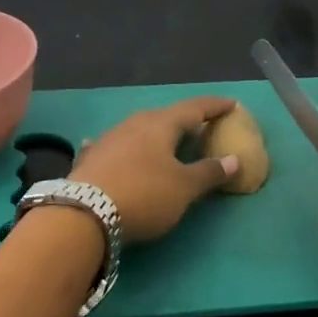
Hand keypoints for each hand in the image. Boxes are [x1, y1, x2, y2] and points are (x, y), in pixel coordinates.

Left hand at [70, 96, 240, 244]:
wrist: (83, 213)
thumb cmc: (144, 194)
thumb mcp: (184, 188)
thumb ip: (209, 172)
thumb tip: (234, 159)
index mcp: (161, 124)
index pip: (195, 108)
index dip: (215, 106)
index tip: (232, 103)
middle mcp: (134, 123)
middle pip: (165, 117)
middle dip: (184, 121)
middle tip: (200, 127)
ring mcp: (109, 139)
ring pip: (138, 130)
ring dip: (155, 134)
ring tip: (166, 141)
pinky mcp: (90, 159)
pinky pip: (113, 147)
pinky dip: (123, 148)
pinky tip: (117, 150)